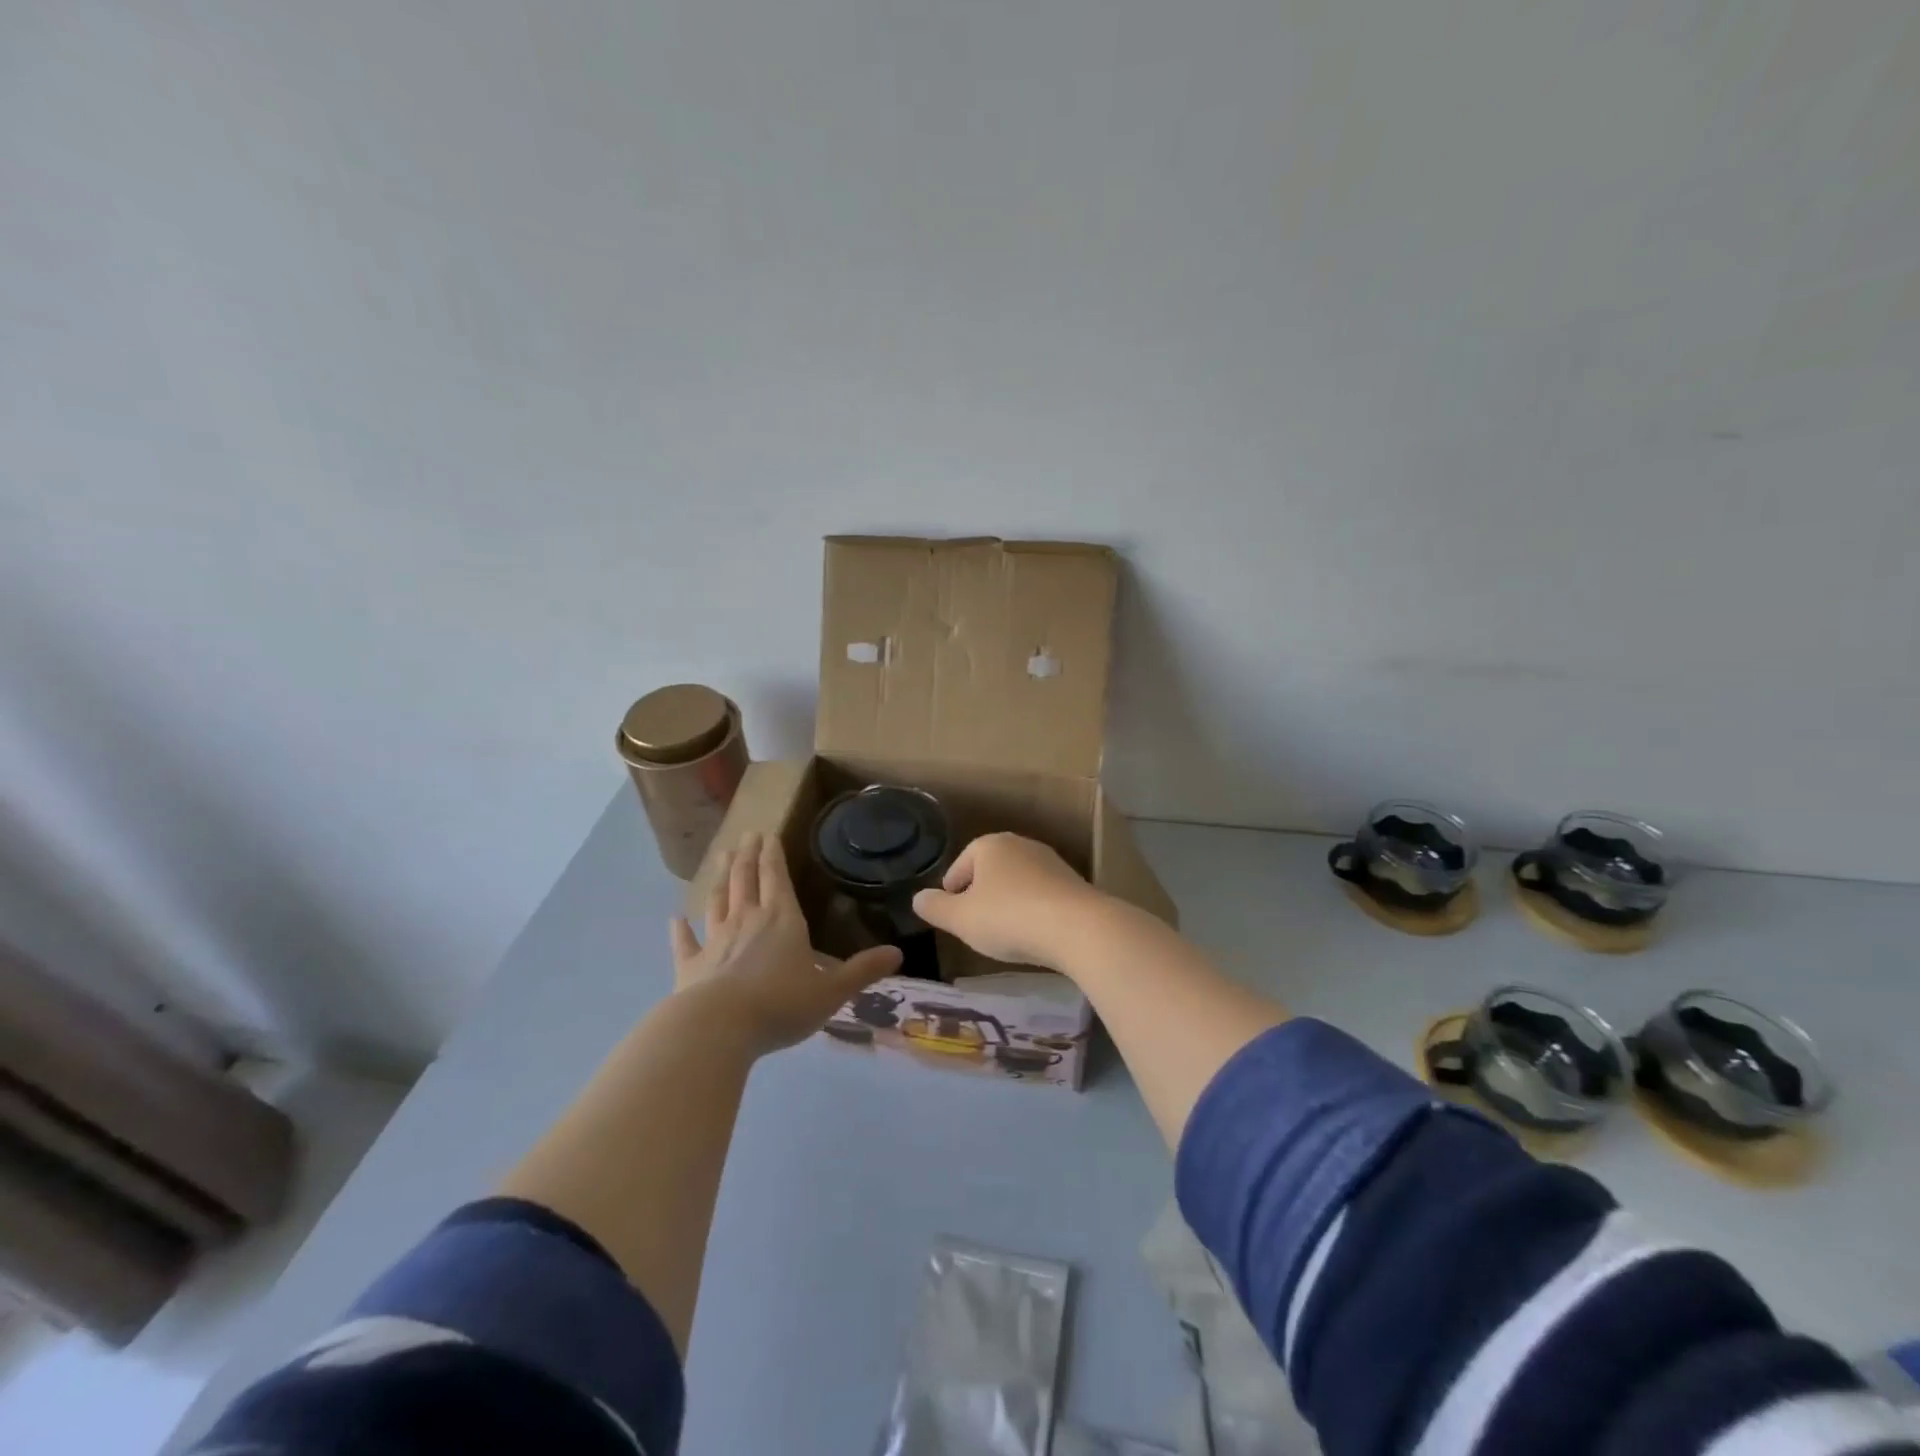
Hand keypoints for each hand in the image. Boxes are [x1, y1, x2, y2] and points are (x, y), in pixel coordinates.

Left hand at [670, 832, 901, 1054]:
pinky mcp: (689, 966)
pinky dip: (680, 929)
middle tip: (746, 835)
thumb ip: (862, 971)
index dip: (773, 855)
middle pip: (746, 880)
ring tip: (722, 857)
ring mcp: (714, 941)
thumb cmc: (780, 1005)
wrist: (718, 1028)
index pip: (777, 878)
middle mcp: (746, 921)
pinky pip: (685, 942)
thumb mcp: (832, 992)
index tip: (768, 834)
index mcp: (782, 920)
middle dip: (748, 856)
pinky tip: (675, 918)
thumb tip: (898, 954)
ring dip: (720, 878)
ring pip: (717, 901)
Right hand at [911, 832, 1106, 970]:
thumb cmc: (1008, 918)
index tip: (952, 915)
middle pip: (990, 870)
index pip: (961, 865)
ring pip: (1017, 882)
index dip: (951, 891)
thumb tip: (917, 898)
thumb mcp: (961, 919)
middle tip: (975, 925)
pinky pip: (1041, 895)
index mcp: (990, 845)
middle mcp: (1021, 844)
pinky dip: (1032, 910)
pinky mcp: (1072, 882)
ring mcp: (1050, 861)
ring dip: (1008, 902)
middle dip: (980, 895)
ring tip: (1004, 932)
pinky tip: (1033, 933)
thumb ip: (936, 908)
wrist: (1077, 927)